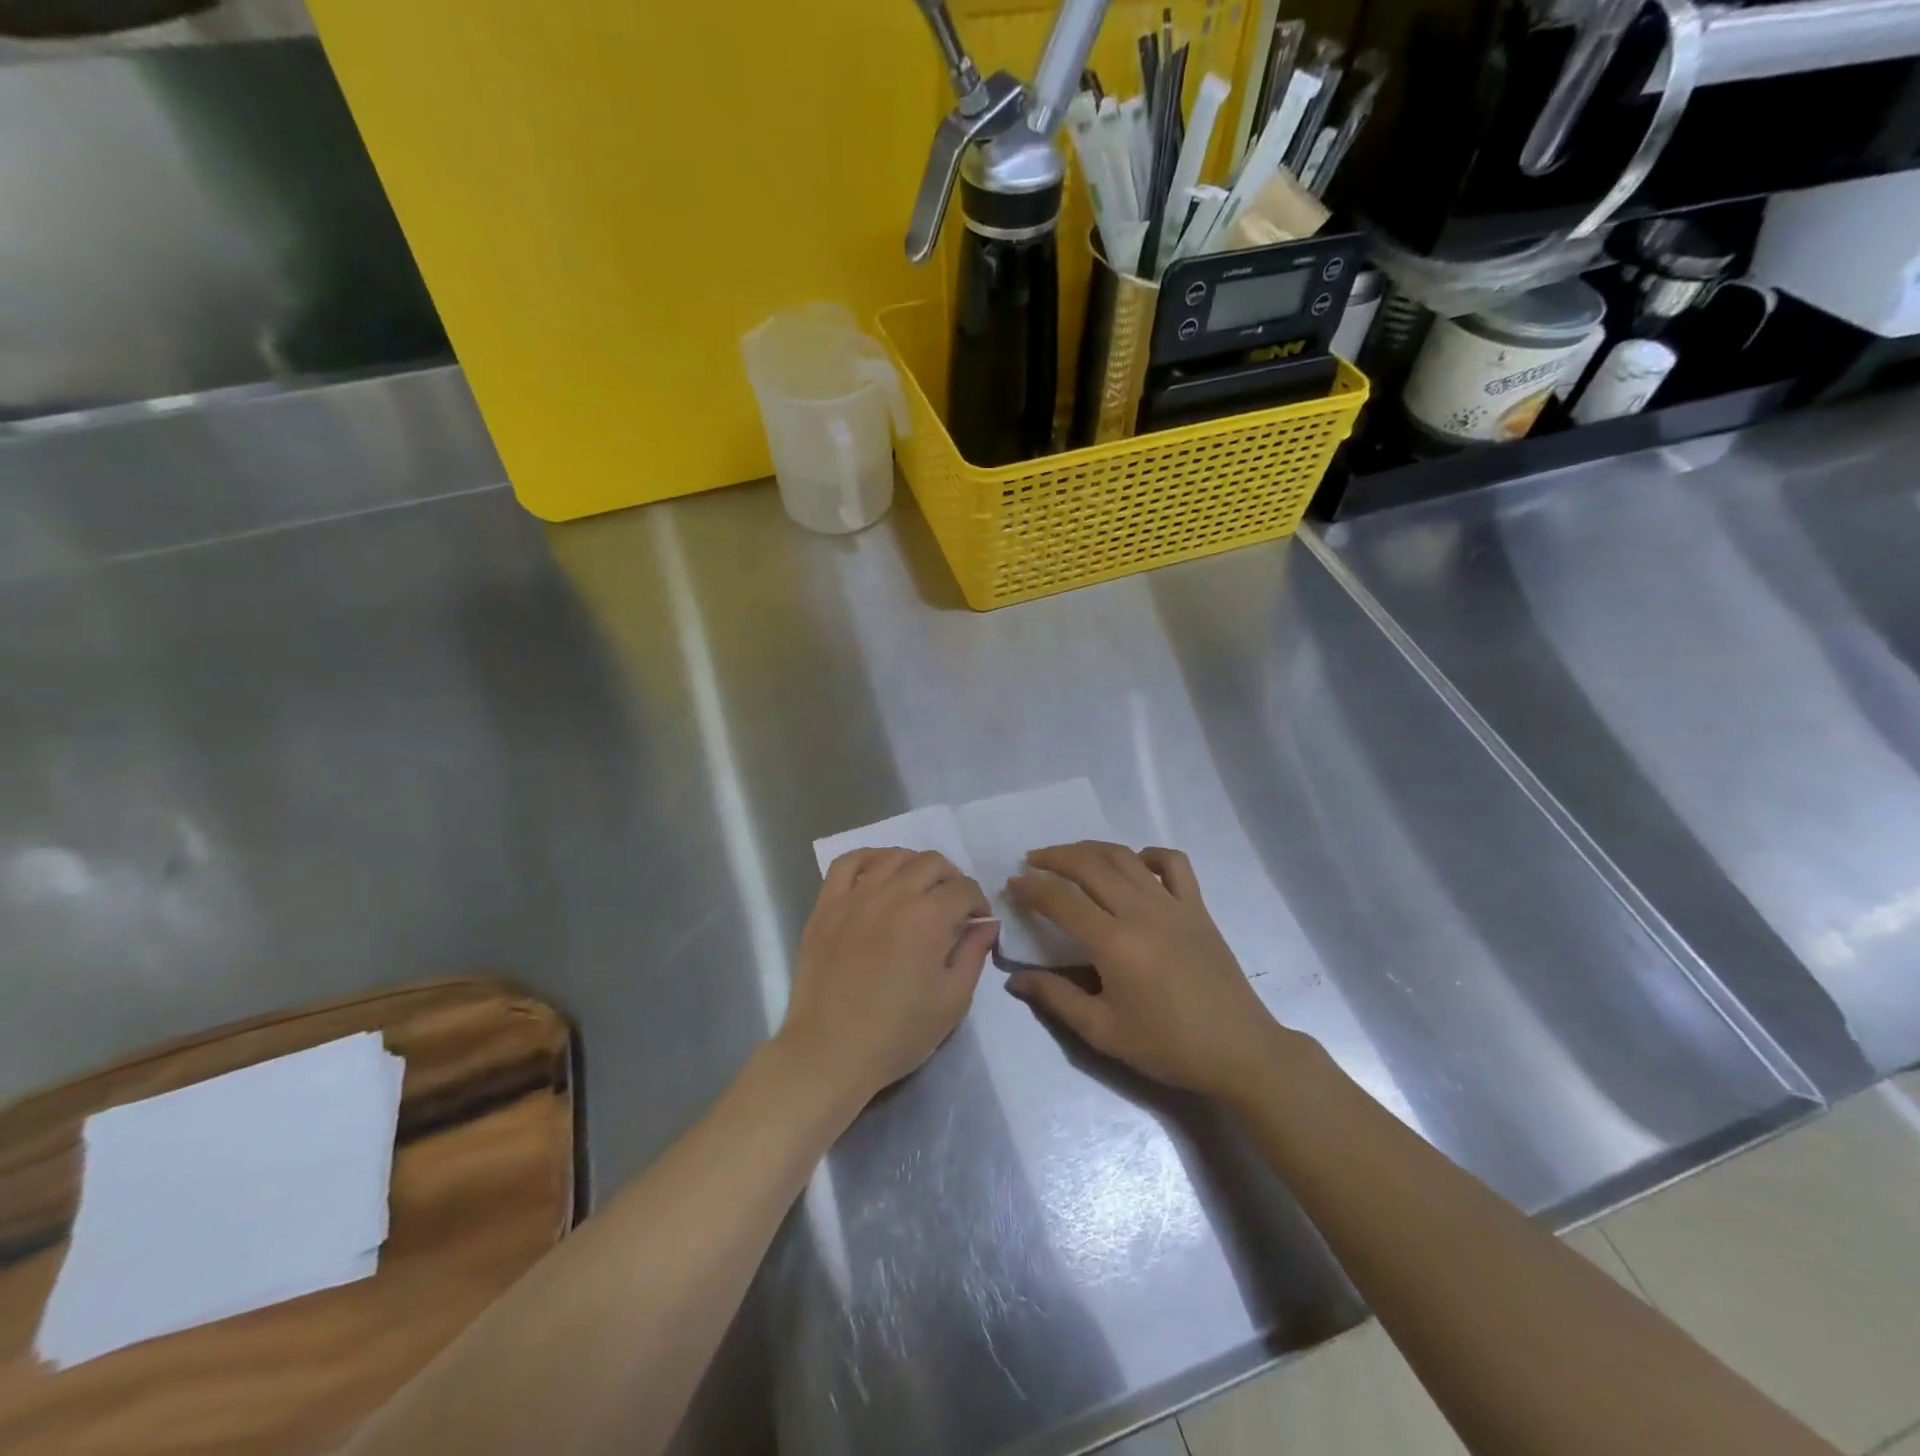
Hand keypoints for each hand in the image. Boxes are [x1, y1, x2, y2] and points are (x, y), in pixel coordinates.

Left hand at [778, 848, 997, 1110]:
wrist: (830, 1052)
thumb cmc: (898, 1033)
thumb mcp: (952, 1001)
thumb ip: (974, 954)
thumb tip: (987, 924)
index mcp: (929, 918)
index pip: (964, 888)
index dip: (978, 902)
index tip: (977, 922)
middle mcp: (893, 895)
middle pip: (931, 862)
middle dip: (951, 878)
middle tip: (952, 904)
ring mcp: (855, 897)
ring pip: (892, 857)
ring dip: (914, 865)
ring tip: (918, 887)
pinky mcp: (826, 906)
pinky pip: (847, 863)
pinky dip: (867, 858)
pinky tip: (878, 871)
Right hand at [1005, 842, 1299, 1099]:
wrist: (1238, 1050)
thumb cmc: (1166, 1045)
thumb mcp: (1103, 1031)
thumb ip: (1056, 999)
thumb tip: (1015, 980)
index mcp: (1114, 942)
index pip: (1061, 900)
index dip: (1032, 888)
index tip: (1012, 884)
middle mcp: (1141, 911)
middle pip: (1090, 865)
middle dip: (1055, 857)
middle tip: (1033, 861)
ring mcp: (1173, 904)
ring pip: (1125, 857)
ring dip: (1092, 849)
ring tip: (1070, 855)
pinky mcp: (1197, 907)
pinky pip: (1173, 864)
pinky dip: (1149, 854)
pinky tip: (1135, 863)